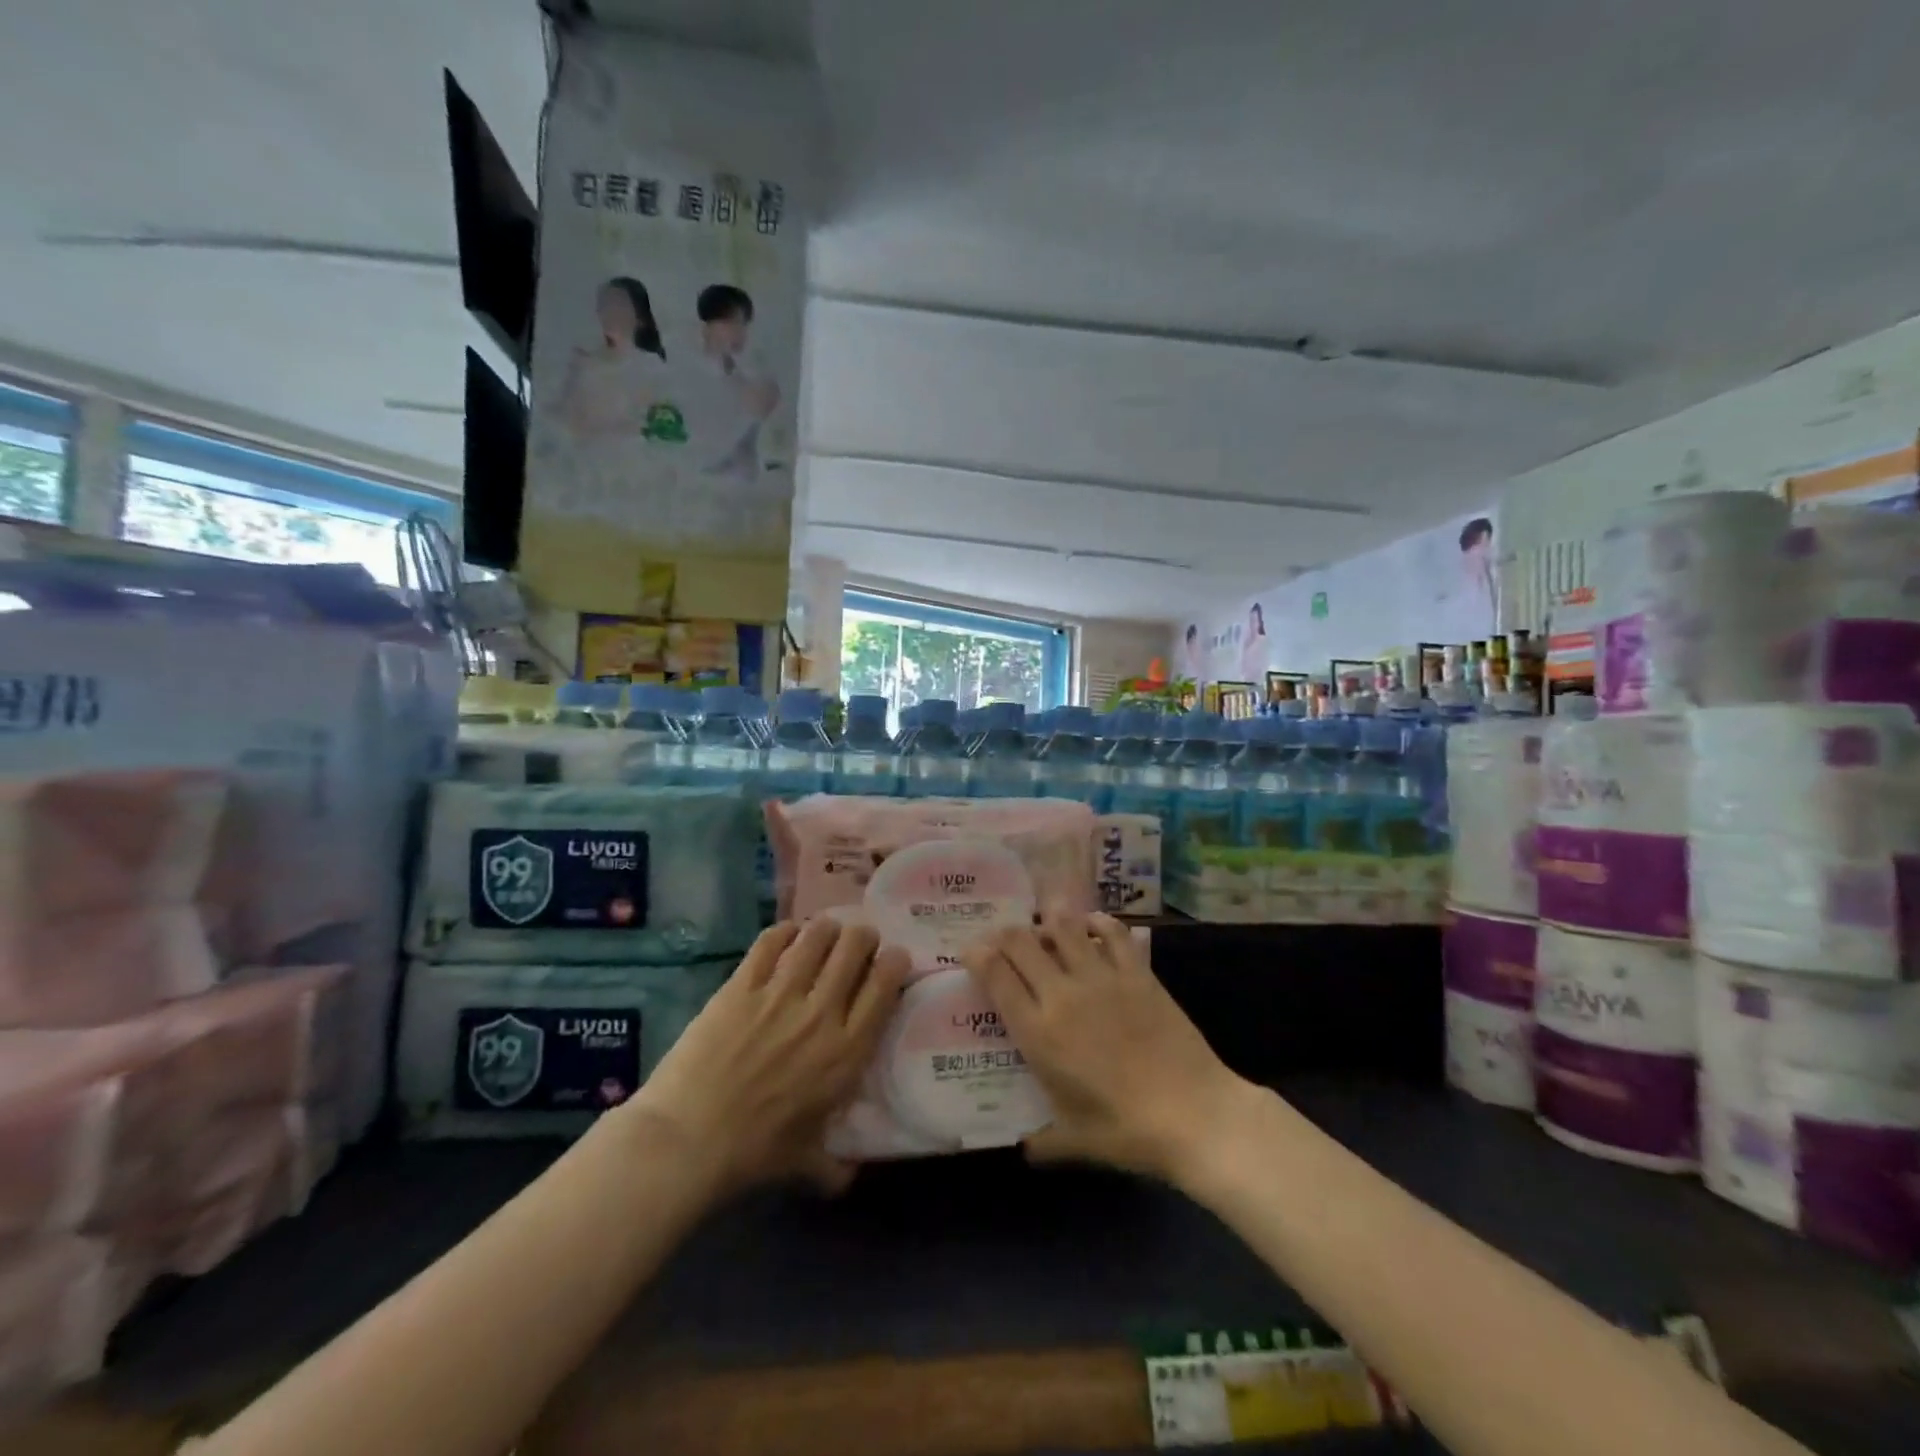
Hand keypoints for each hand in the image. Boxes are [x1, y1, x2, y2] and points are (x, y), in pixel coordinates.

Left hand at [625, 919, 908, 1199]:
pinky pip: (771, 942)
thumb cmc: (753, 1153)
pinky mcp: (742, 985)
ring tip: (823, 934)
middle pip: (854, 946)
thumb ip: (835, 1167)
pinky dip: (784, 932)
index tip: (892, 960)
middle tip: (857, 943)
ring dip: (825, 929)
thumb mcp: (806, 1163)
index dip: (894, 961)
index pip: (885, 984)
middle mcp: (822, 1012)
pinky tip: (786, 936)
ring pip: (816, 935)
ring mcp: (780, 993)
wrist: (687, 1140)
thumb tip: (850, 1177)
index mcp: (847, 1051)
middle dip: (862, 937)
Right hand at [962, 913, 1255, 1184]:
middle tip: (1004, 939)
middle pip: (1022, 943)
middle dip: (1005, 934)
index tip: (971, 951)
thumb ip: (1042, 1141)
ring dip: (1048, 920)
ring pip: (1064, 927)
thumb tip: (1023, 1147)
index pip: (996, 977)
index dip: (977, 956)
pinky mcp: (1137, 974)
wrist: (1194, 1114)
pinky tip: (1092, 924)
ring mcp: (1102, 978)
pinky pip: (1113, 933)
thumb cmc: (1128, 1132)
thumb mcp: (1075, 1142)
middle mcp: (1063, 995)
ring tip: (1044, 922)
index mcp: (1039, 1033)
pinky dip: (1098, 922)